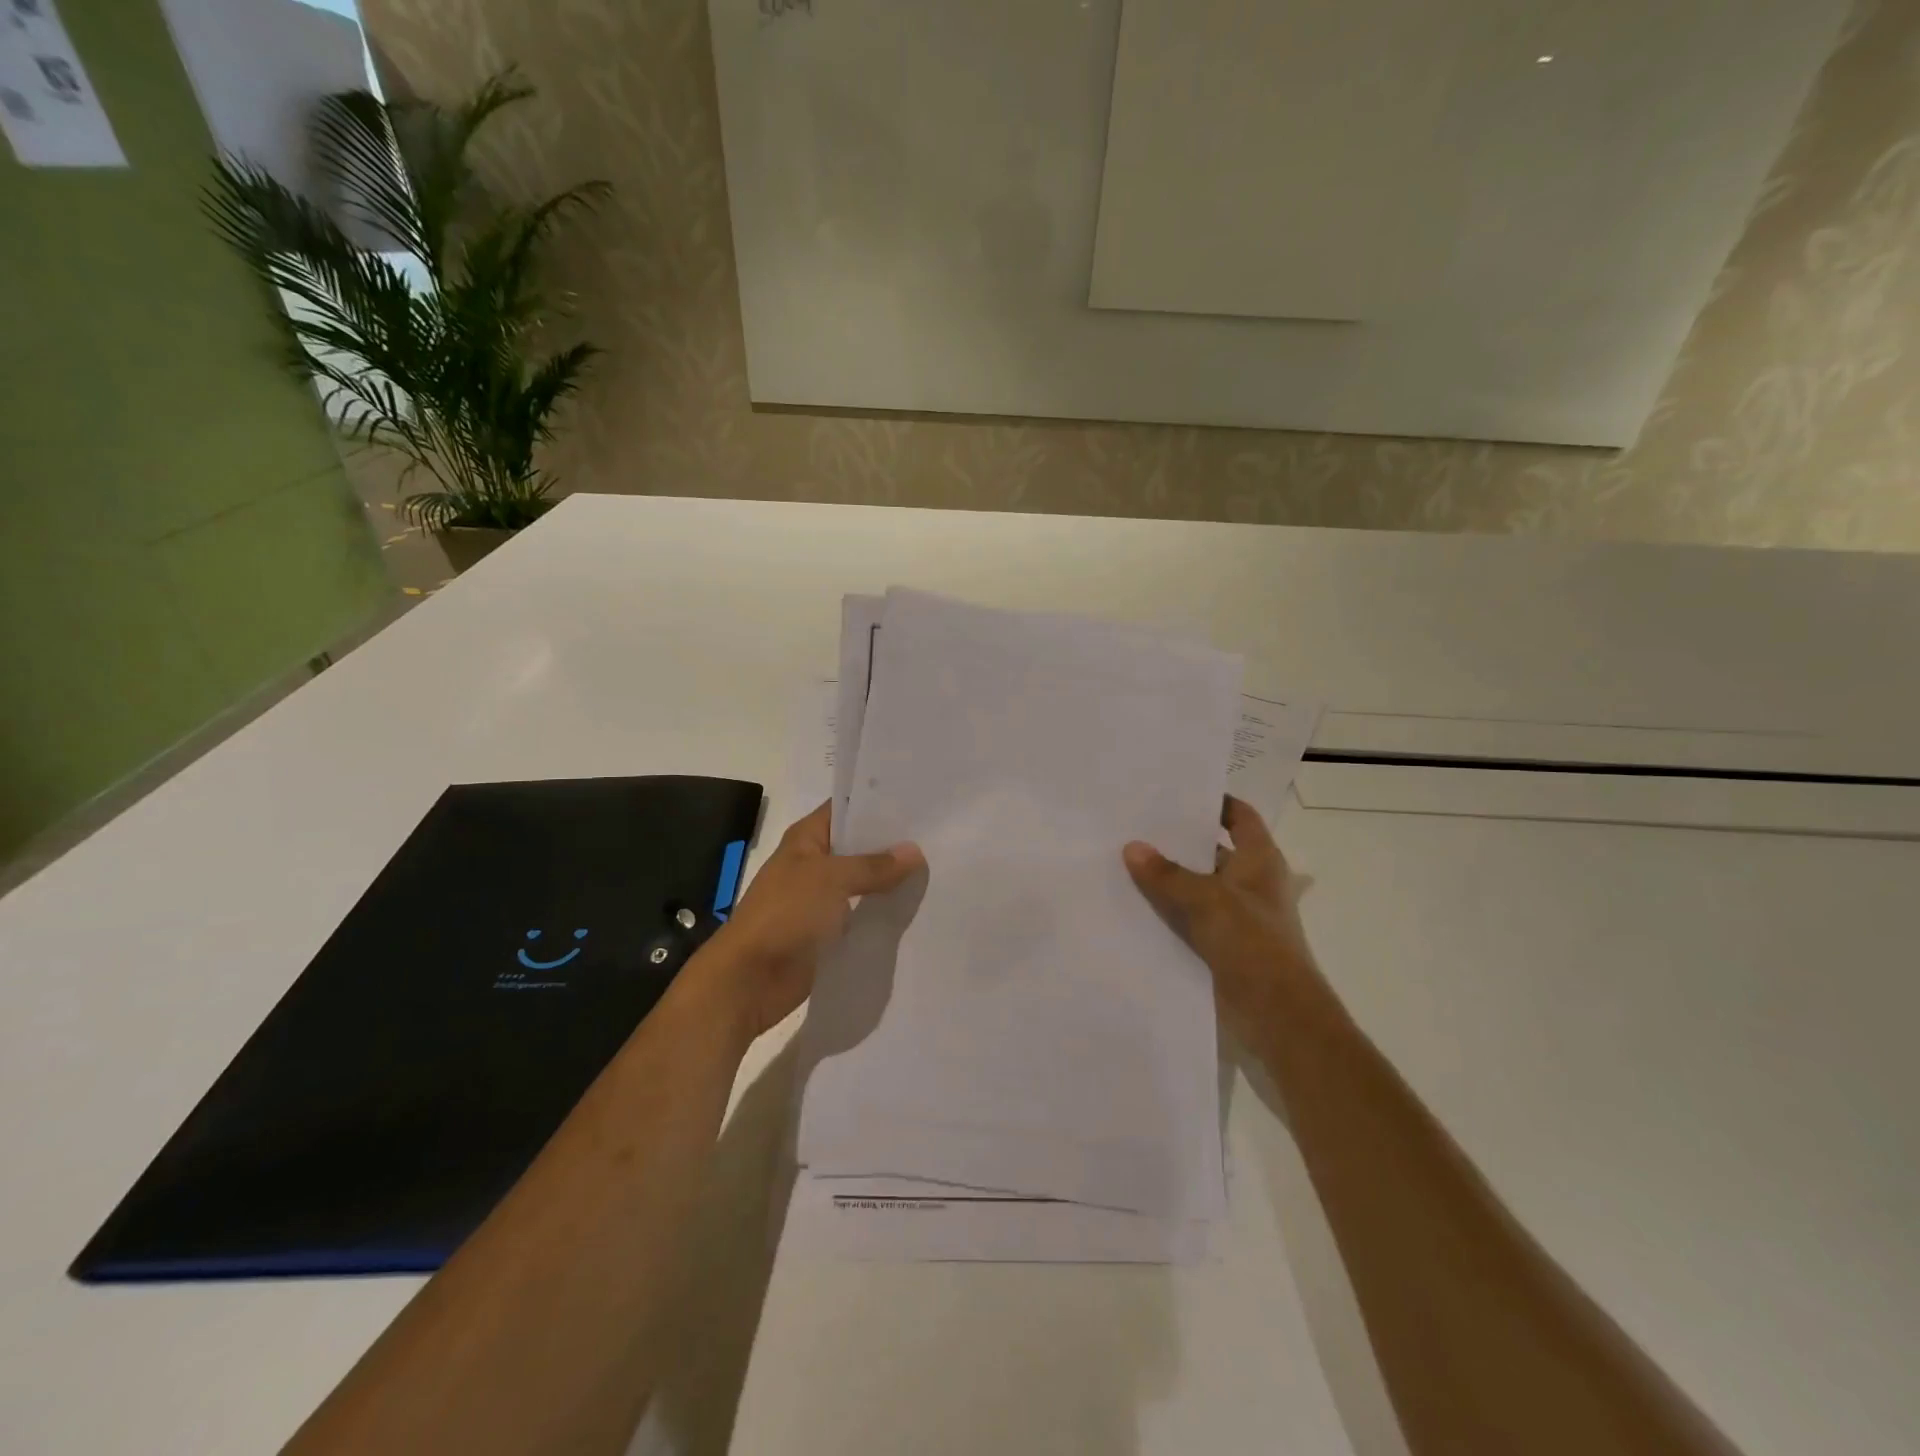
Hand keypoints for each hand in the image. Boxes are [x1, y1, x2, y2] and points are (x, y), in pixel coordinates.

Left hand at [697, 801, 923, 1043]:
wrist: (750, 979)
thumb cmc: (785, 914)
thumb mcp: (831, 879)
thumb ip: (873, 865)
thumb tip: (914, 852)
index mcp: (807, 838)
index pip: (847, 808)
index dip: (879, 802)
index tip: (918, 799)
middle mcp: (816, 863)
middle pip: (860, 845)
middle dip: (893, 843)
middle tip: (939, 835)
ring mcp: (822, 898)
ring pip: (864, 881)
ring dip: (892, 879)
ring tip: (937, 868)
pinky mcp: (830, 930)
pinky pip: (863, 914)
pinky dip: (884, 911)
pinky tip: (918, 906)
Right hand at [1123, 796, 1323, 1037]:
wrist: (1277, 1016)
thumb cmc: (1253, 944)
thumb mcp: (1207, 901)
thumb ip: (1167, 874)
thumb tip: (1132, 847)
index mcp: (1260, 861)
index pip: (1240, 817)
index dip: (1215, 802)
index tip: (1176, 794)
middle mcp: (1250, 883)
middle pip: (1212, 851)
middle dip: (1178, 841)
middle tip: (1134, 825)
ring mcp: (1236, 916)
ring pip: (1196, 886)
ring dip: (1168, 878)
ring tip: (1123, 860)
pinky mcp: (1222, 944)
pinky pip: (1189, 918)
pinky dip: (1167, 910)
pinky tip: (1132, 904)